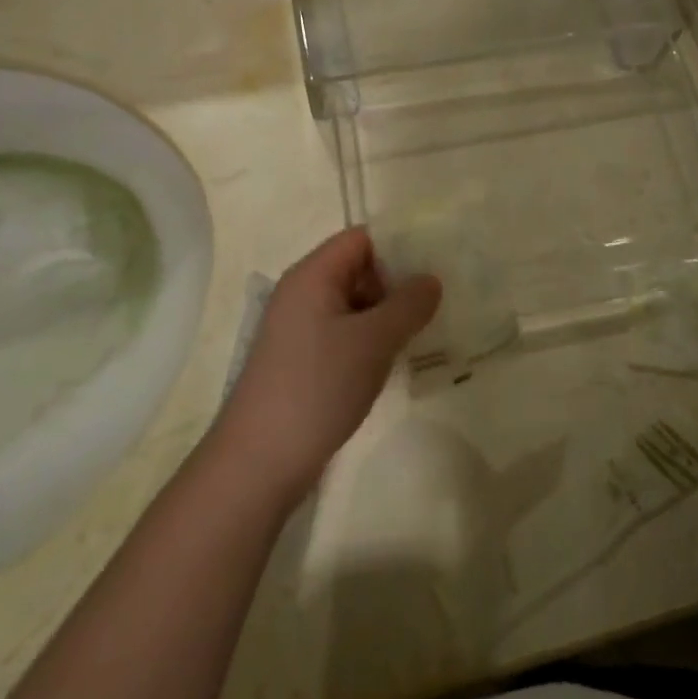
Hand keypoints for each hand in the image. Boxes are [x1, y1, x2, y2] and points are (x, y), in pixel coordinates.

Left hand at [213, 228, 440, 503]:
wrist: (260, 460)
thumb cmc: (318, 386)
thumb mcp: (373, 340)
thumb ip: (408, 304)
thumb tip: (431, 280)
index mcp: (312, 275)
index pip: (361, 238)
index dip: (398, 245)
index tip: (436, 264)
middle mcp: (302, 294)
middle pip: (358, 269)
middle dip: (397, 282)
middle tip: (437, 303)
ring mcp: (300, 329)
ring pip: (354, 305)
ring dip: (387, 315)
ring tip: (425, 332)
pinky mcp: (302, 361)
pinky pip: (344, 334)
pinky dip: (371, 341)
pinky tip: (395, 361)